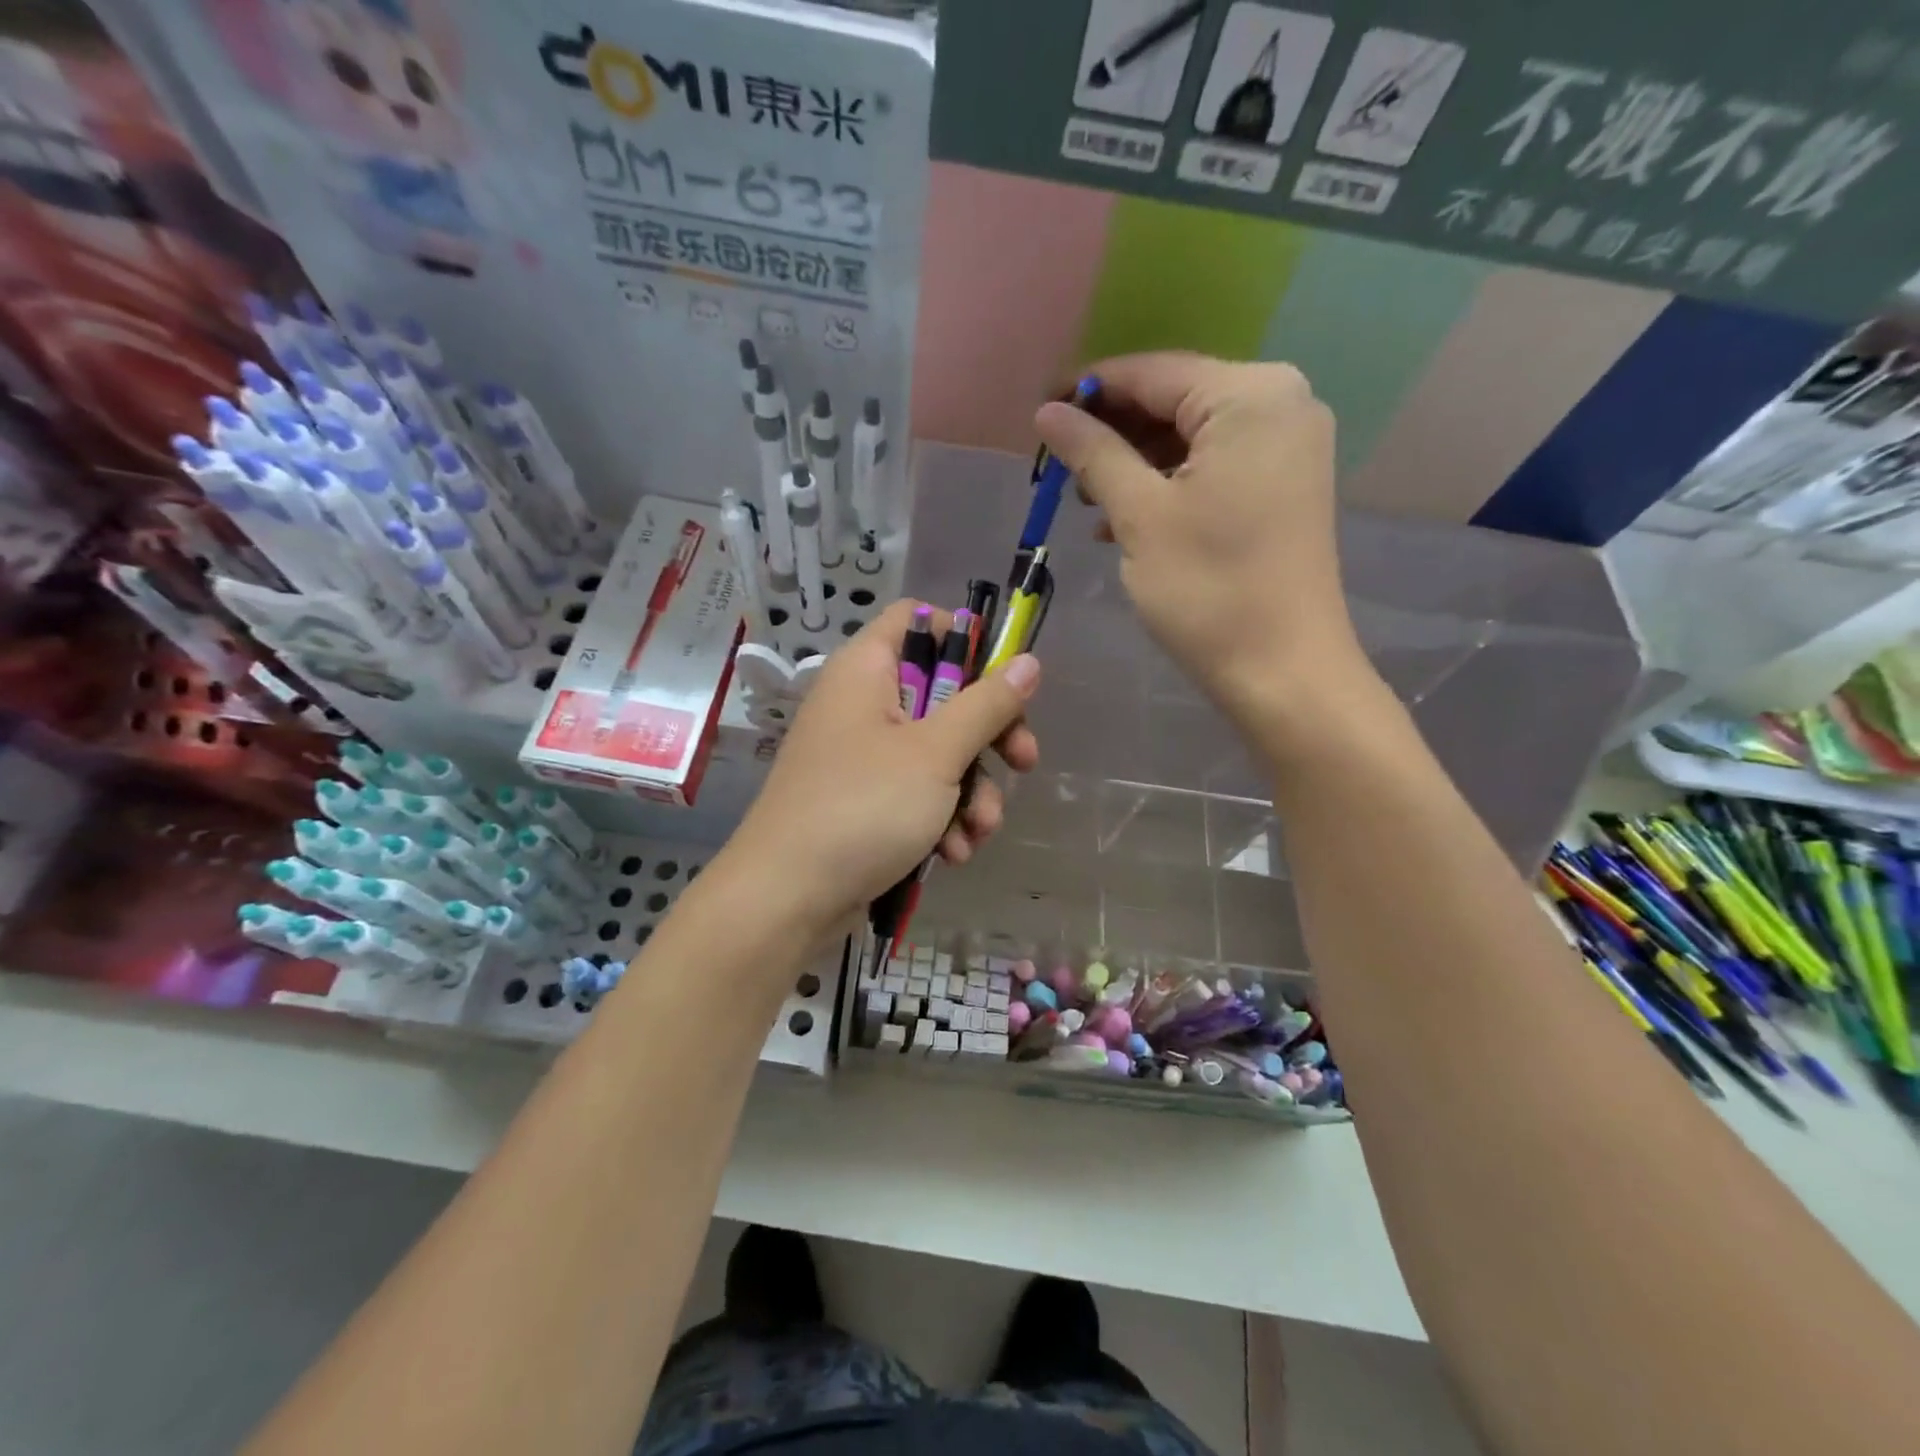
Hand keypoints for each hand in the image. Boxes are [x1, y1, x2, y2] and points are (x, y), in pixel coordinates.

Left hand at [724, 601, 1040, 935]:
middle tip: (1023, 762)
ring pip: (938, 753)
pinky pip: (917, 794)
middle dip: (988, 737)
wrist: (787, 899)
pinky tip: (952, 855)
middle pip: (942, 694)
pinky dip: (940, 819)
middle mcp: (862, 704)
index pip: (917, 620)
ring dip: (970, 792)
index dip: (964, 639)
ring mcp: (862, 756)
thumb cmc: (863, 807)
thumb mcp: (935, 753)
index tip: (1003, 678)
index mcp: (867, 670)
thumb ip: (987, 704)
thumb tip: (1028, 661)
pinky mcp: (865, 802)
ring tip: (978, 832)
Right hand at [1035, 352, 1373, 729]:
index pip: (1152, 372)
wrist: (1283, 671)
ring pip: (1191, 435)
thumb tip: (1048, 412)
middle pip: (1174, 399)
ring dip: (1135, 462)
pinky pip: (1213, 464)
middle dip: (1113, 431)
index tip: (1038, 414)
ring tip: (1087, 500)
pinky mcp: (1284, 484)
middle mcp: (1281, 402)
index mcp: (1250, 395)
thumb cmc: (1208, 589)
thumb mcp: (1140, 515)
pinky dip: (1168, 484)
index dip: (1088, 390)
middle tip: (1059, 468)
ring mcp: (1288, 445)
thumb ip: (1092, 453)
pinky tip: (1124, 519)